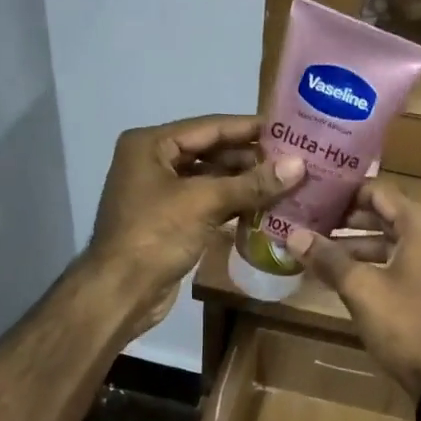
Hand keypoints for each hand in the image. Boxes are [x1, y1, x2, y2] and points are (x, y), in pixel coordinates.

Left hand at [89, 116, 304, 331]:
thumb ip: (252, 183)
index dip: (249, 128)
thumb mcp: (204, 203)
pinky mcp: (171, 222)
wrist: (120, 292)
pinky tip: (266, 206)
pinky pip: (208, 204)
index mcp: (150, 144)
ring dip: (245, 183)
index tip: (288, 128)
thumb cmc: (155, 235)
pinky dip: (234, 205)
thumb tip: (299, 165)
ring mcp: (161, 194)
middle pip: (211, 152)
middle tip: (295, 159)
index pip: (210, 127)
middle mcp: (153, 162)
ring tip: (287, 182)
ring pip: (211, 180)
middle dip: (251, 158)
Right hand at [286, 180, 420, 398]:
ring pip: (394, 243)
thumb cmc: (406, 325)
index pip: (380, 193)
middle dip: (348, 222)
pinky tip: (347, 278)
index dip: (345, 193)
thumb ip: (328, 258)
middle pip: (387, 217)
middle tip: (311, 225)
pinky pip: (404, 264)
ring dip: (359, 246)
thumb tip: (293, 235)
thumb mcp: (361, 290)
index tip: (314, 197)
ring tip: (320, 254)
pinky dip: (377, 265)